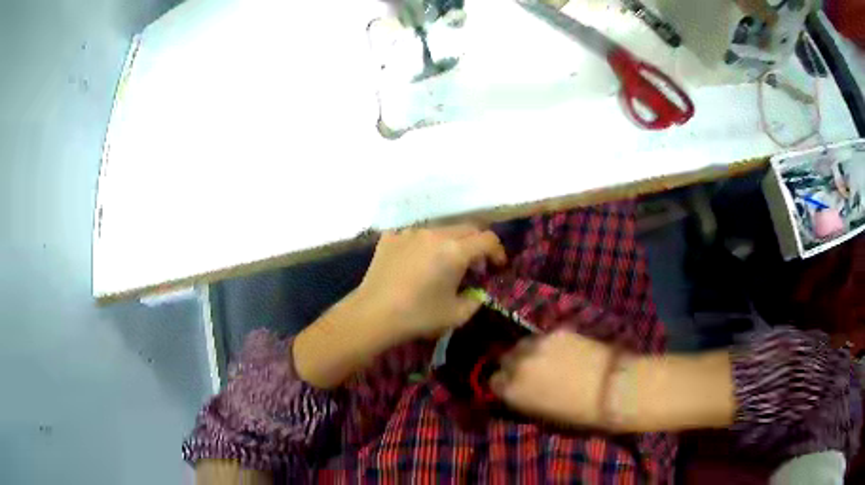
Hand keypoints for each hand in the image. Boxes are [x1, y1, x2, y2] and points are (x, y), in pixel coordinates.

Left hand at [358, 224, 506, 341]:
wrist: (373, 314)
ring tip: (443, 265)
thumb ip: (476, 300)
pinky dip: (424, 246)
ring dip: (450, 243)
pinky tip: (417, 263)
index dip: (498, 251)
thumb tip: (478, 292)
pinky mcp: (390, 237)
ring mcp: (410, 232)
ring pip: (440, 230)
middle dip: (476, 245)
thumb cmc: (418, 316)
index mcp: (455, 251)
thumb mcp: (456, 315)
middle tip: (474, 266)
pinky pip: (415, 235)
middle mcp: (434, 234)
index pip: (487, 239)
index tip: (497, 266)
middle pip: (466, 229)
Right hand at [490, 330, 614, 427]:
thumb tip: (520, 392)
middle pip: (505, 358)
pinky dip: (549, 344)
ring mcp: (538, 343)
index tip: (515, 388)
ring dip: (529, 352)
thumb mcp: (542, 416)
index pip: (494, 382)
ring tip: (546, 359)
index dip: (505, 385)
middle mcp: (518, 363)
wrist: (611, 389)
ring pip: (524, 344)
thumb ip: (524, 400)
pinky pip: (545, 337)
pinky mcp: (558, 331)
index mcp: (511, 390)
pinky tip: (564, 351)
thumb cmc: (578, 414)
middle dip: (514, 365)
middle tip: (531, 373)